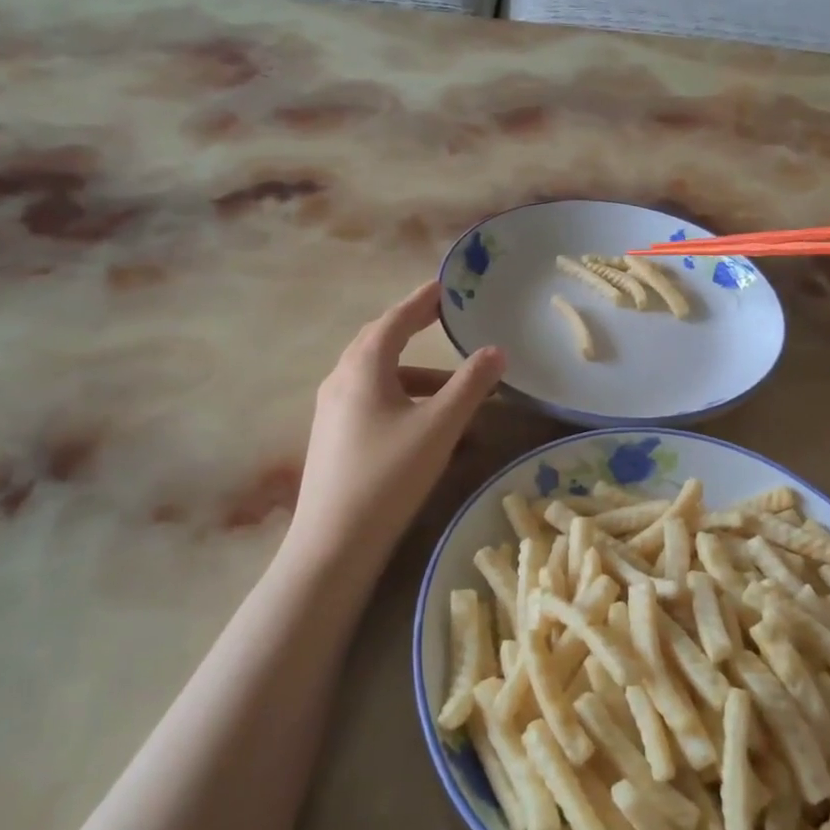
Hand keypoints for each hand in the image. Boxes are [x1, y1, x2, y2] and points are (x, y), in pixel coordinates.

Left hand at [288, 283, 505, 569]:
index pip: (396, 319)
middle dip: (413, 330)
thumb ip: (471, 385)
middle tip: (442, 320)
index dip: (422, 300)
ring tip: (454, 390)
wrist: (333, 543)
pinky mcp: (333, 438)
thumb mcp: (439, 426)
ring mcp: (332, 411)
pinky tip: (428, 428)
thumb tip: (496, 351)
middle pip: (380, 343)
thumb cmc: (389, 474)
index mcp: (363, 367)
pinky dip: (403, 401)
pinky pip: (372, 403)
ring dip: (416, 376)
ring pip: (378, 378)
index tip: (445, 286)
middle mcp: (341, 380)